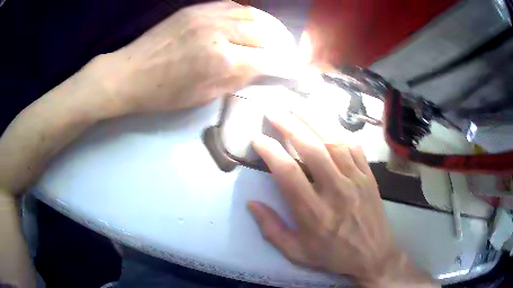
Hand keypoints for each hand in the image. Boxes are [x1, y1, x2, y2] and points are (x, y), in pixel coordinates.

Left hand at [97, 1, 297, 115]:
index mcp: (221, 60)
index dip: (285, 65)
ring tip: (277, 35)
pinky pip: (233, 6)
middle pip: (265, 33)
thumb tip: (262, 69)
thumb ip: (236, 79)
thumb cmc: (163, 93)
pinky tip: (252, 21)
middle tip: (288, 52)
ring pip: (252, 14)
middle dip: (282, 44)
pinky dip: (249, 14)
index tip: (295, 70)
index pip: (268, 59)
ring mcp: (207, 15)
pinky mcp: (197, 9)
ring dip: (270, 25)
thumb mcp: (202, 95)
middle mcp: (219, 31)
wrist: (130, 73)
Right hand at [248, 108, 437, 286]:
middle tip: (273, 110)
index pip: (288, 173)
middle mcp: (335, 191)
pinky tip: (326, 121)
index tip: (257, 138)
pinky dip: (338, 130)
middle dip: (289, 125)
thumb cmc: (334, 256)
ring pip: (333, 141)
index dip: (270, 151)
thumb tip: (252, 203)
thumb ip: (272, 230)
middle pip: (311, 149)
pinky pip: (354, 146)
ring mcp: (356, 180)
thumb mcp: (297, 253)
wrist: (374, 256)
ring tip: (295, 105)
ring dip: (312, 119)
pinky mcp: (368, 176)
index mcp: (314, 213)